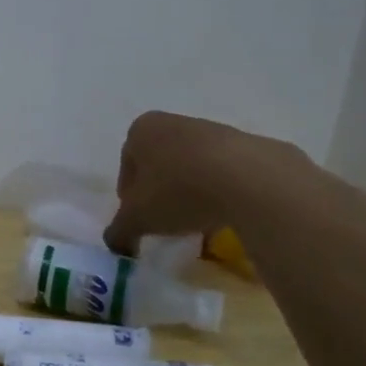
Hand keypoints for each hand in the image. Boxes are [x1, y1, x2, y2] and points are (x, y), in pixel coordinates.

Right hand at [104, 110, 307, 254]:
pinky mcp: (245, 145)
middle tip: (167, 223)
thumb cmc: (178, 191)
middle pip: (159, 165)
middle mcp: (173, 122)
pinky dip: (219, 192)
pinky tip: (225, 215)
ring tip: (198, 223)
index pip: (127, 167)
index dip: (130, 197)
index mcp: (142, 130)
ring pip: (191, 168)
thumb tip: (116, 244)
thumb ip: (119, 231)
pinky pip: (222, 173)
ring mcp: (212, 130)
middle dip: (161, 193)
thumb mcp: (137, 219)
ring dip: (191, 193)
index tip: (141, 220)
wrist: (249, 180)